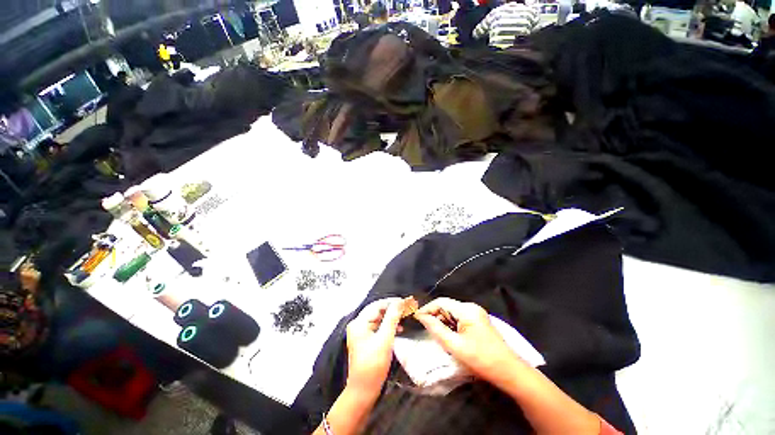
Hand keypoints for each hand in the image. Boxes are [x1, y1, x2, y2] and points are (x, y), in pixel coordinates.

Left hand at [345, 298, 403, 396]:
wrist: (363, 391)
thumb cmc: (373, 365)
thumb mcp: (385, 340)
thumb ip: (392, 318)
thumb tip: (400, 302)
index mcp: (359, 322)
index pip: (377, 305)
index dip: (391, 302)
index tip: (405, 302)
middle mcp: (358, 324)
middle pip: (377, 311)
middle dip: (392, 309)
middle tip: (406, 309)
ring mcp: (361, 333)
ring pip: (378, 318)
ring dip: (391, 318)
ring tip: (404, 318)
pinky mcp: (365, 340)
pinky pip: (378, 327)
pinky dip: (388, 326)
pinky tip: (398, 329)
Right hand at [415, 298, 518, 385]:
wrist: (509, 372)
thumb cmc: (481, 359)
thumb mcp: (455, 346)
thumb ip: (436, 329)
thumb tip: (422, 317)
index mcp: (466, 310)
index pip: (441, 302)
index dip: (427, 309)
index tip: (416, 318)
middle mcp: (471, 307)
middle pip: (447, 306)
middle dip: (435, 315)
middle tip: (424, 327)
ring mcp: (476, 313)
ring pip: (452, 312)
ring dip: (442, 321)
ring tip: (435, 333)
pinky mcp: (478, 321)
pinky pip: (459, 318)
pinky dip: (451, 324)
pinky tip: (448, 335)